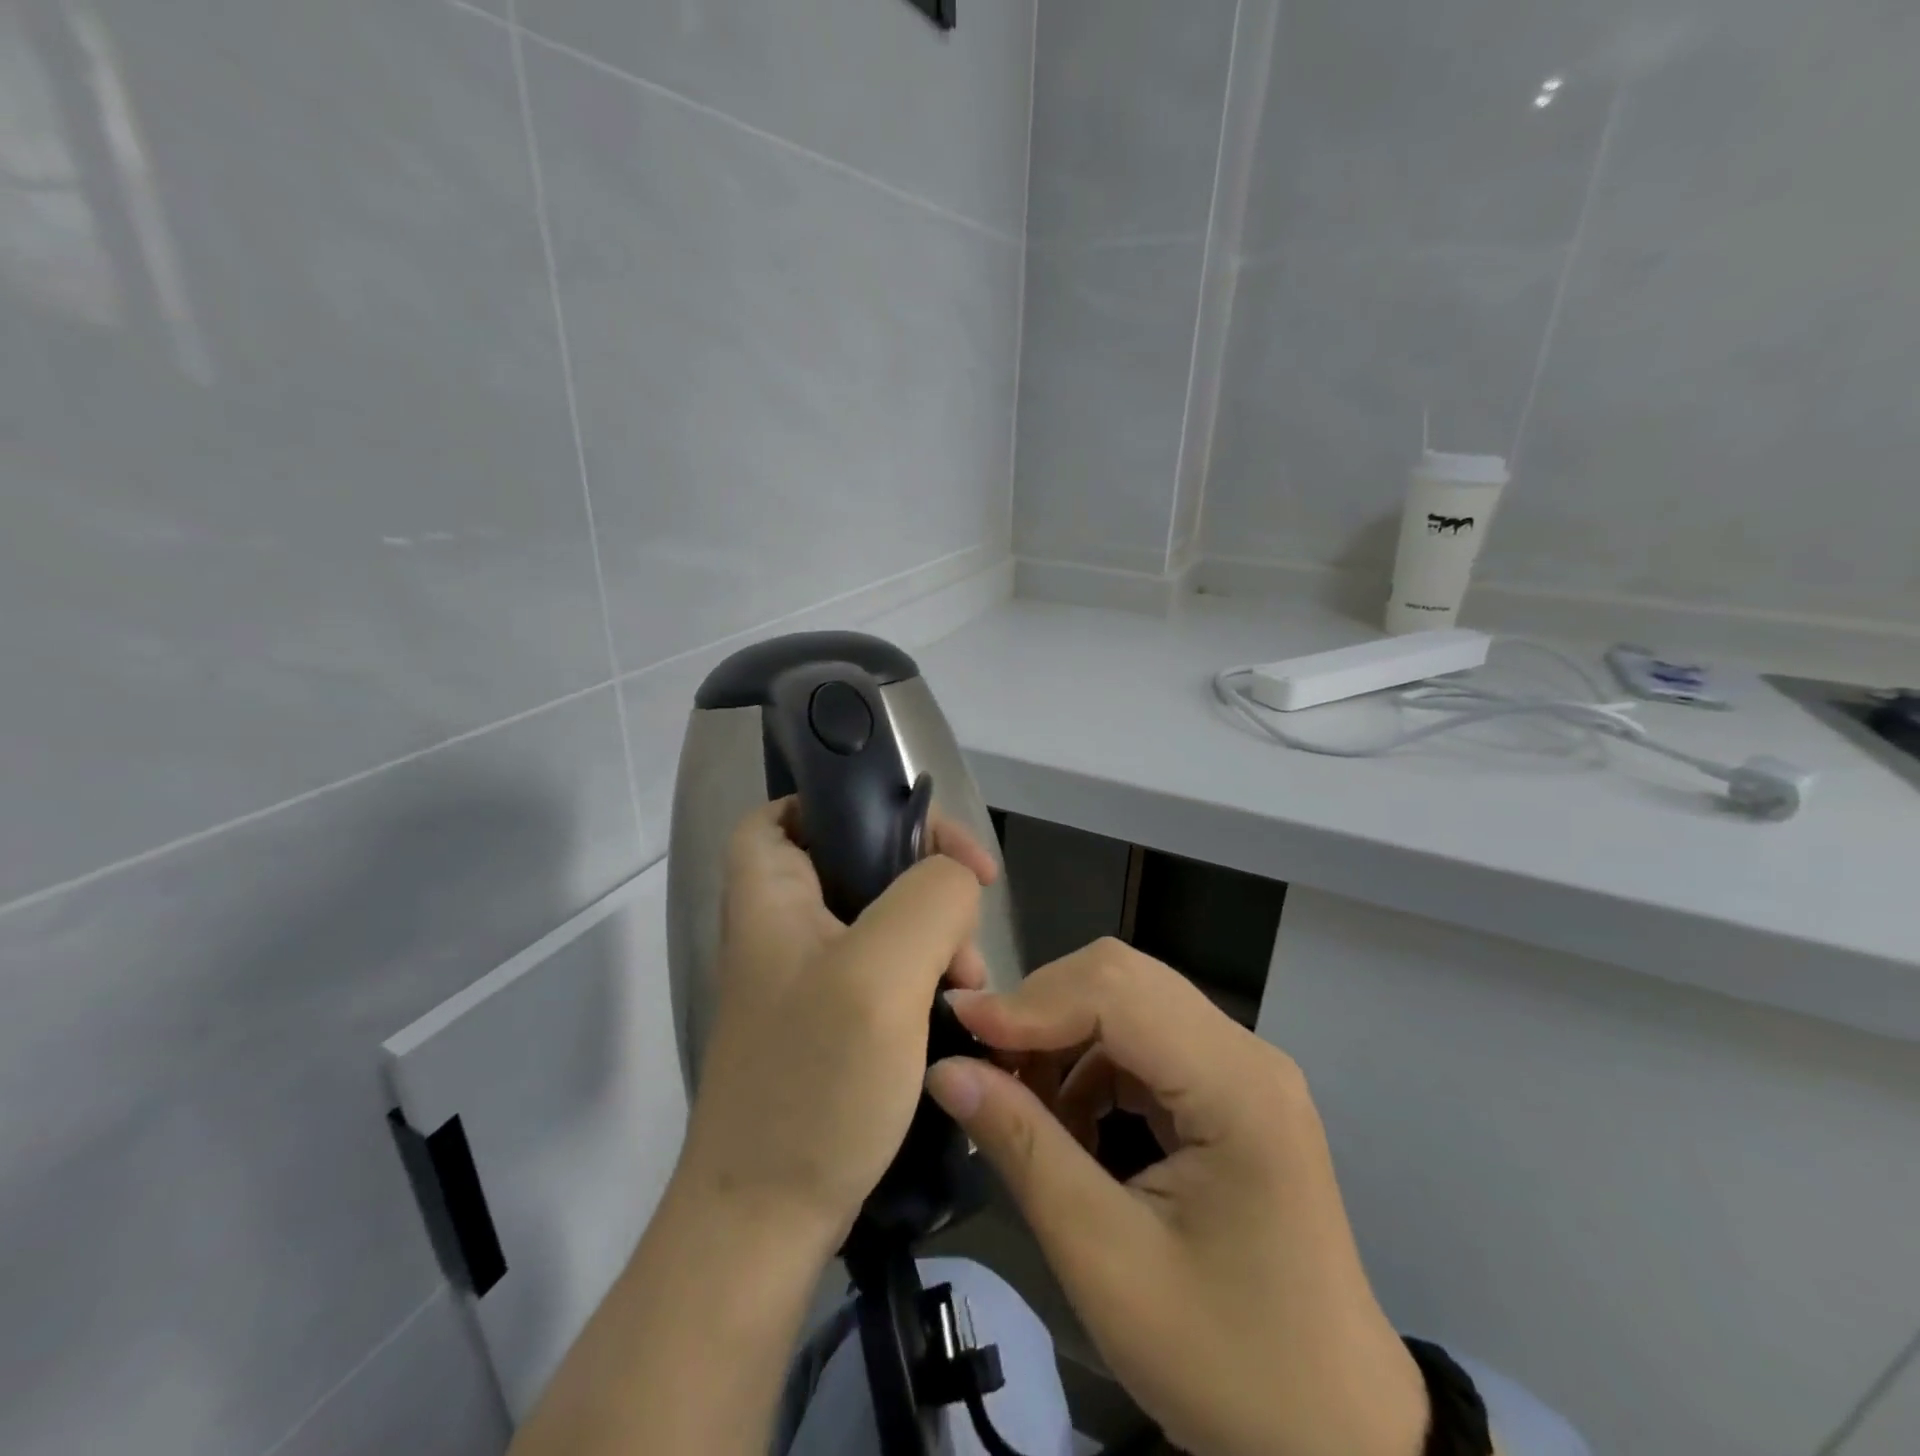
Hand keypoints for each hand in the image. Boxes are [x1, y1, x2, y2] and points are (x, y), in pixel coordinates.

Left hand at [675, 798, 998, 1253]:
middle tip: (964, 933)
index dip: (859, 805)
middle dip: (925, 886)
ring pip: (887, 916)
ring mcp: (807, 973)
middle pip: (862, 860)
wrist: (765, 1223)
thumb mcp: (881, 973)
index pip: (797, 807)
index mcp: (770, 891)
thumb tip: (959, 882)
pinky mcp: (830, 1017)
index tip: (929, 842)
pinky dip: (925, 978)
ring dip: (936, 941)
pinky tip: (951, 1016)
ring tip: (964, 990)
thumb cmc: (813, 1084)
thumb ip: (931, 899)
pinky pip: (889, 967)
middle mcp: (782, 922)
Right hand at [926, 940, 1429, 1455]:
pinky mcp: (1229, 1088)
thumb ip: (1024, 1149)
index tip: (959, 1030)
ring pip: (1128, 1002)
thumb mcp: (1106, 1261)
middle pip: (1122, 979)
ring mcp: (1242, 1066)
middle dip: (1042, 1011)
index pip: (1117, 990)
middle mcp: (1246, 1052)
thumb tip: (947, 1069)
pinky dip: (1089, 1062)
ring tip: (1018, 1100)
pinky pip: (1143, 1040)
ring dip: (1062, 1036)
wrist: (1334, 1434)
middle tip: (984, 1066)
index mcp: (1236, 1085)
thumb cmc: (1226, 1361)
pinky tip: (1068, 1121)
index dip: (1030, 1001)